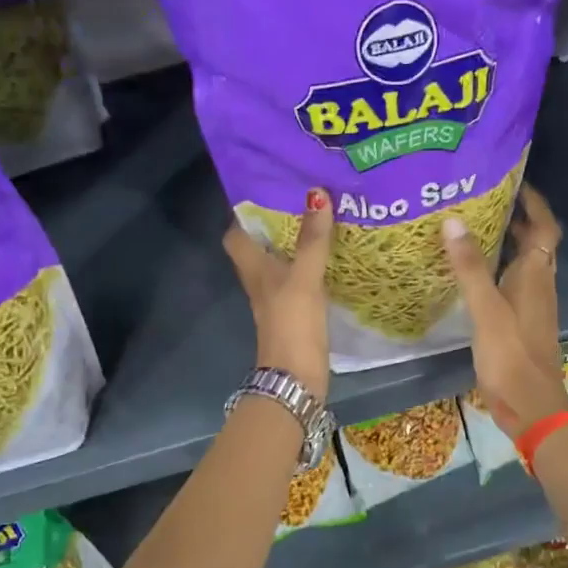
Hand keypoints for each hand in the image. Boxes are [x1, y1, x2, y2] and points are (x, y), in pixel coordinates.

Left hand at [224, 188, 333, 398]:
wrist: (295, 378)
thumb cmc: (291, 324)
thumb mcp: (304, 278)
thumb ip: (312, 239)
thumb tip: (316, 193)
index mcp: (253, 268)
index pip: (235, 234)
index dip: (246, 213)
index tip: (269, 190)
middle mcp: (260, 281)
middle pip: (261, 245)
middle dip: (278, 223)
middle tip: (304, 198)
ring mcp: (277, 299)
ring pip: (281, 262)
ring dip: (297, 243)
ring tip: (321, 218)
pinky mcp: (295, 313)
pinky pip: (300, 280)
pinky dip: (310, 266)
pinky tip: (331, 256)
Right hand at [443, 184, 567, 437]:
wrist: (530, 405)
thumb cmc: (511, 355)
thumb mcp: (486, 309)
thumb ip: (469, 267)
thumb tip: (453, 221)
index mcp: (536, 274)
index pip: (545, 226)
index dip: (534, 203)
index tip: (514, 181)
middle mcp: (539, 284)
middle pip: (534, 242)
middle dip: (516, 218)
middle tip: (483, 200)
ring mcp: (531, 305)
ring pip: (522, 264)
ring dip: (506, 243)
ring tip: (473, 228)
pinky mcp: (520, 323)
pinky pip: (511, 284)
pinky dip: (496, 270)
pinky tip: (472, 274)